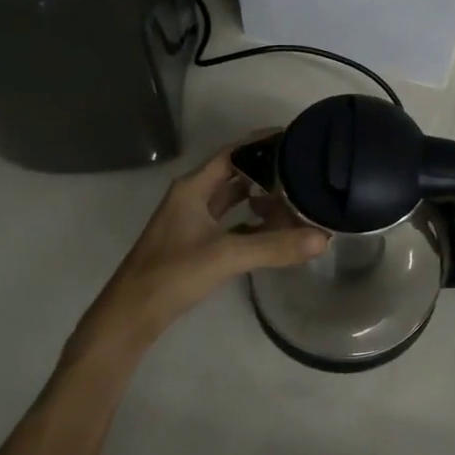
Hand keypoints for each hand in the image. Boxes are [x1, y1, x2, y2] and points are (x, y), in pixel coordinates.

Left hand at [73, 134, 327, 356]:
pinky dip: (251, 223)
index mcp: (192, 188)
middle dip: (265, 171)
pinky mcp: (195, 244)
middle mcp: (191, 198)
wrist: (131, 316)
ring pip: (231, 200)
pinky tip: (274, 230)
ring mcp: (191, 221)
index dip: (260, 143)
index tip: (293, 139)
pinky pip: (229, 223)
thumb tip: (323, 238)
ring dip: (258, 197)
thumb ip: (274, 246)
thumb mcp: (225, 256)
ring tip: (294, 196)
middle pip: (233, 174)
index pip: (232, 152)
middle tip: (301, 170)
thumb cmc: (172, 274)